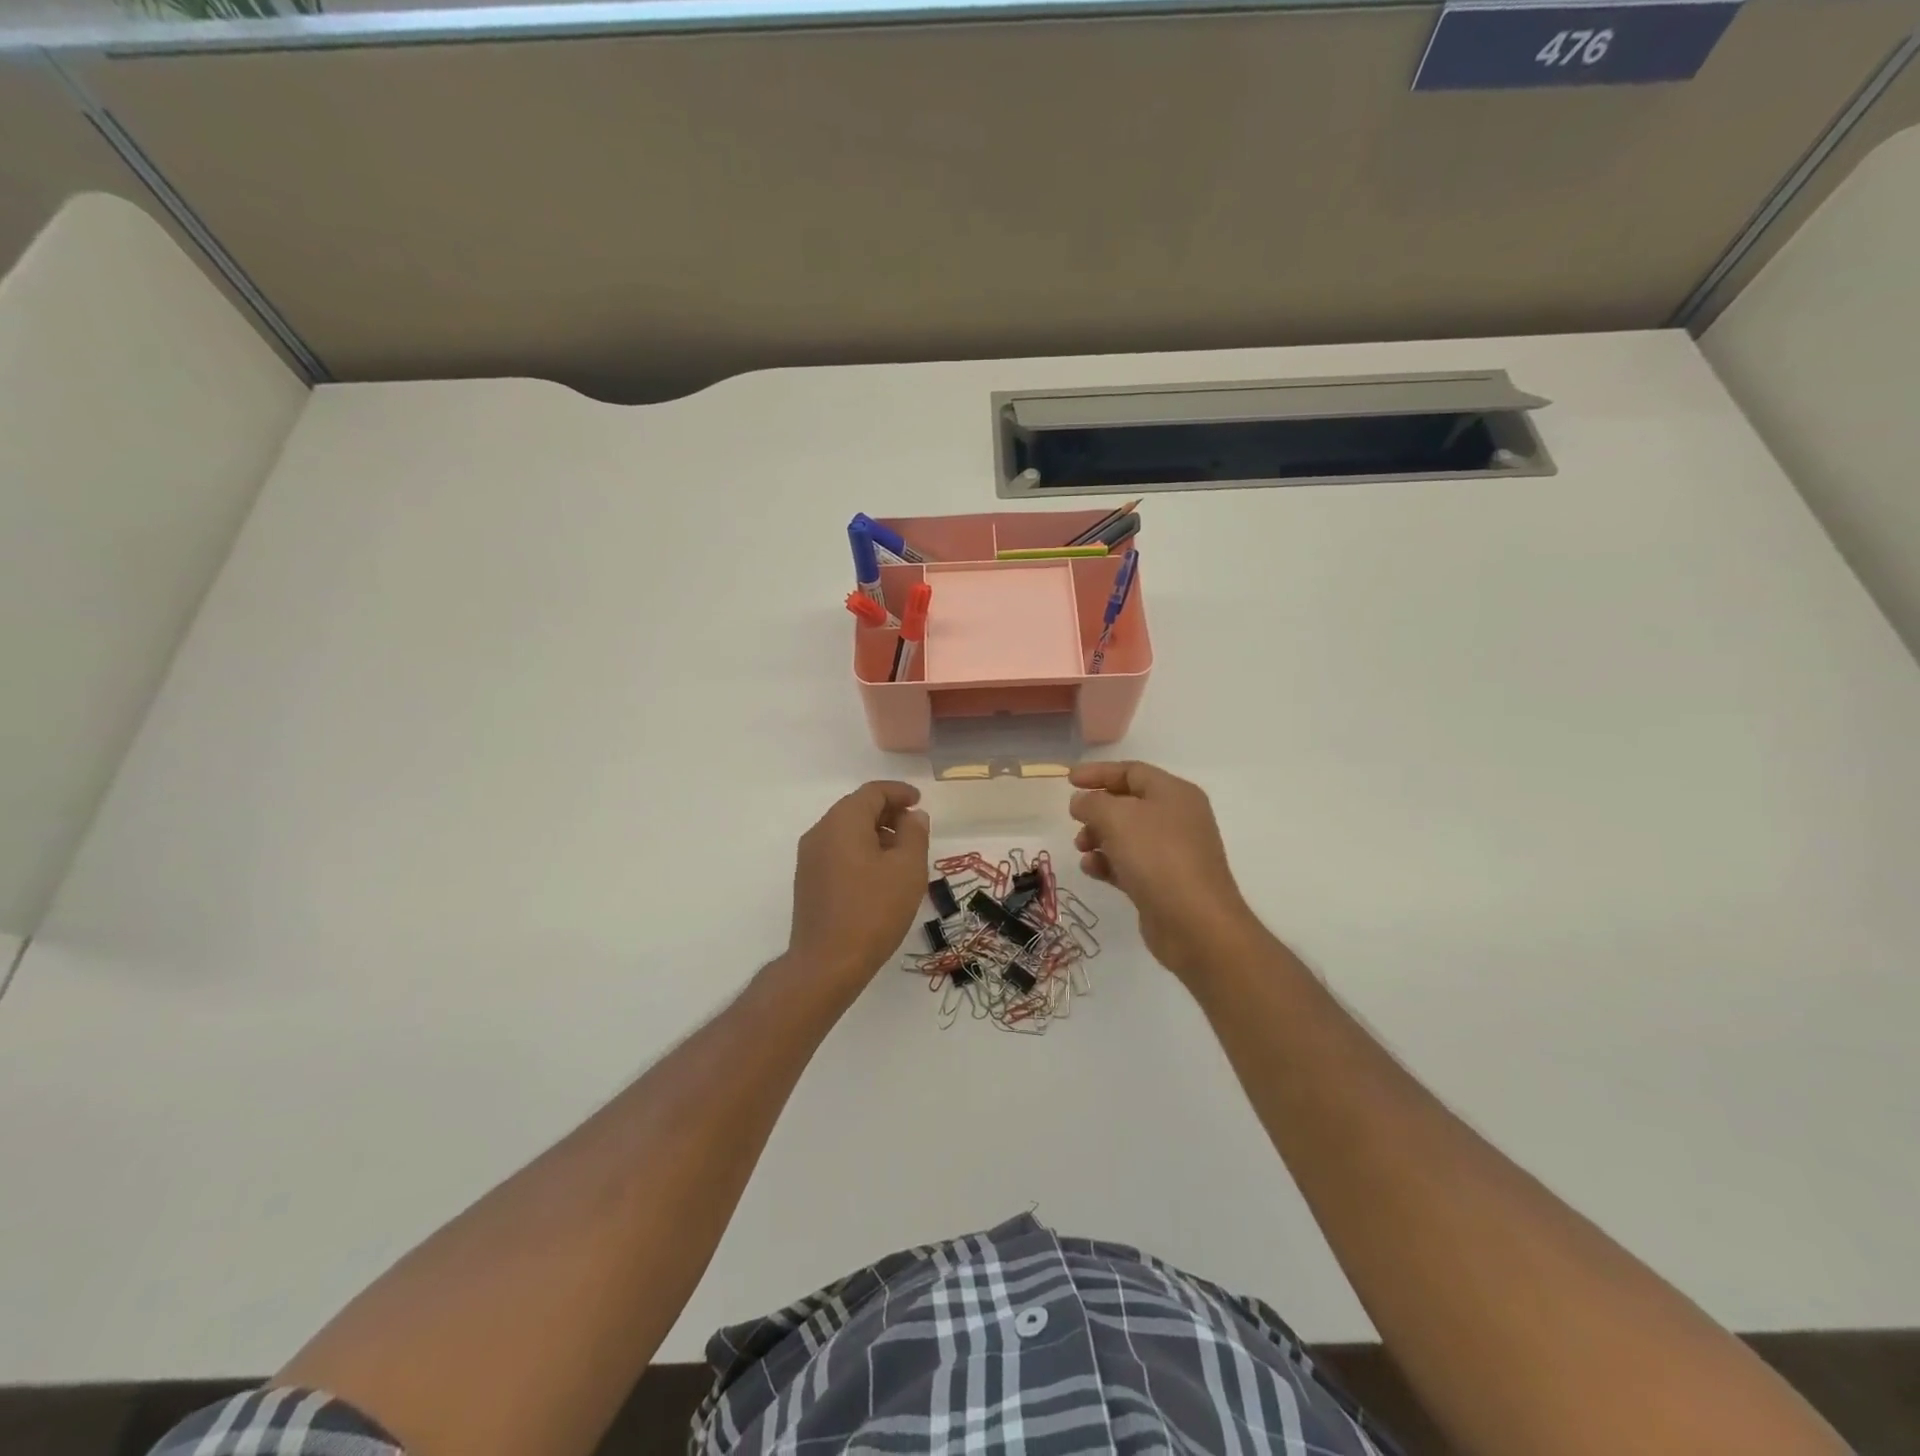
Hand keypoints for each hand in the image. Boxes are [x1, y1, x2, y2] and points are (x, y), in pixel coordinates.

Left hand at [787, 781, 930, 989]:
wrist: (827, 963)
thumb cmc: (873, 910)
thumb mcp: (907, 869)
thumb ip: (914, 834)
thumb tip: (913, 816)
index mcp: (843, 821)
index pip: (872, 792)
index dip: (899, 792)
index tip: (920, 801)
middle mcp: (820, 831)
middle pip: (856, 808)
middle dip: (887, 812)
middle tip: (914, 827)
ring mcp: (809, 857)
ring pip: (846, 830)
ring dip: (875, 833)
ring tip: (902, 853)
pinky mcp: (808, 880)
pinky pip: (837, 850)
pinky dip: (860, 850)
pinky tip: (879, 874)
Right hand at [1069, 761, 1261, 981]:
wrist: (1195, 923)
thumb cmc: (1157, 857)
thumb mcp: (1117, 818)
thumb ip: (1093, 803)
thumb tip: (1082, 802)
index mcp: (1174, 793)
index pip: (1132, 771)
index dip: (1099, 772)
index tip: (1068, 781)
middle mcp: (1177, 818)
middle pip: (1129, 804)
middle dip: (1097, 810)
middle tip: (1074, 820)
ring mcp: (1173, 853)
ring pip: (1127, 836)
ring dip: (1098, 838)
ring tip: (1081, 848)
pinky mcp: (1164, 883)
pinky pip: (1130, 864)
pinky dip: (1108, 863)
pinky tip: (1092, 870)